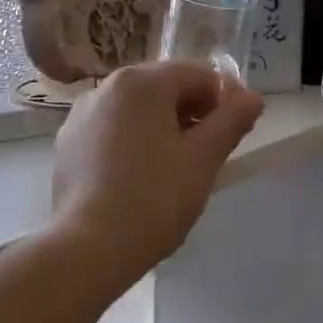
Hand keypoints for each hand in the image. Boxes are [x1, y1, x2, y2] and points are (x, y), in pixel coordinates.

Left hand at [51, 62, 265, 279]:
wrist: (88, 249)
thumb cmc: (154, 197)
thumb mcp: (204, 158)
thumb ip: (232, 120)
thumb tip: (253, 97)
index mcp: (141, 82)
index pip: (197, 74)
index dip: (225, 97)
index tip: (239, 129)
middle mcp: (106, 87)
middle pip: (164, 87)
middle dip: (194, 111)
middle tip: (214, 149)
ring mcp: (82, 115)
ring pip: (137, 110)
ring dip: (165, 126)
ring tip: (181, 165)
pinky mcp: (68, 145)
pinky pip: (112, 130)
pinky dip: (135, 141)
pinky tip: (144, 176)